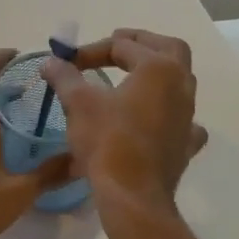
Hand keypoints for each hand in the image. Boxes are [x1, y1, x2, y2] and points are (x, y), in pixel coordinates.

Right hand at [42, 28, 207, 219]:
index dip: (91, 50)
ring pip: (180, 80)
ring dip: (156, 72)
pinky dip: (169, 112)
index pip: (122, 46)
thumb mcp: (79, 103)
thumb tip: (50, 62)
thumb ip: (65, 77)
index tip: (68, 63)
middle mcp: (181, 85)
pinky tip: (156, 118)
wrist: (133, 195)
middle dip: (141, 43)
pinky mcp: (186, 142)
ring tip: (131, 77)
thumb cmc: (107, 141)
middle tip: (117, 44)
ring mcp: (188, 115)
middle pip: (169, 48)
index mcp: (158, 68)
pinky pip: (183, 118)